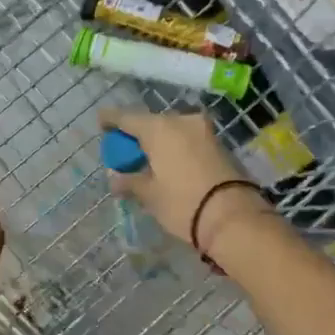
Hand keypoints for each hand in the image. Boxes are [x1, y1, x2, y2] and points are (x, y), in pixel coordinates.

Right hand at [97, 107, 272, 252]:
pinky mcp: (218, 144)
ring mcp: (202, 131)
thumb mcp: (150, 195)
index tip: (101, 122)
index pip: (127, 117)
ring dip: (158, 141)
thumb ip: (129, 182)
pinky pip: (187, 140)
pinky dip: (174, 148)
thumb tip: (114, 178)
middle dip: (137, 134)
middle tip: (126, 150)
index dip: (111, 119)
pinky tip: (168, 163)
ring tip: (147, 160)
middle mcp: (181, 121)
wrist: (233, 217)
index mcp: (158, 128)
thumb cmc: (182, 203)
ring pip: (172, 130)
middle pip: (151, 122)